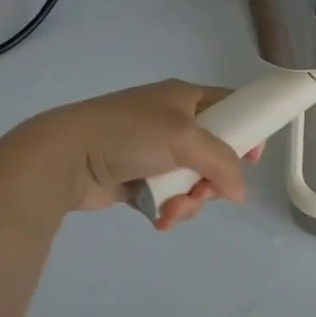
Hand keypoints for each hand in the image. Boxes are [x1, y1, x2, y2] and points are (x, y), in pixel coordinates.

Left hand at [4, 80, 260, 227]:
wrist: (64, 158)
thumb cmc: (129, 134)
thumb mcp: (186, 139)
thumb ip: (223, 164)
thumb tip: (239, 194)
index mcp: (185, 98)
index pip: (231, 108)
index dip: (247, 130)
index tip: (251, 158)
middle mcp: (172, 122)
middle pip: (216, 153)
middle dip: (214, 180)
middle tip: (204, 191)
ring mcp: (154, 153)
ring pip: (194, 181)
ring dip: (191, 200)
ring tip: (173, 209)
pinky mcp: (138, 180)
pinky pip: (170, 197)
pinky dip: (170, 209)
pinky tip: (161, 218)